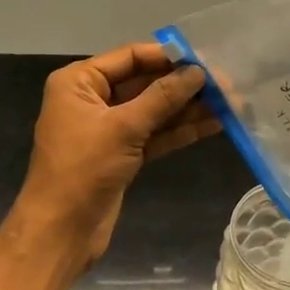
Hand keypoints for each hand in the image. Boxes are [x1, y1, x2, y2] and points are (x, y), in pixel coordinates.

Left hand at [14, 43, 219, 269]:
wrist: (60, 232)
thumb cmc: (83, 169)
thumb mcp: (124, 128)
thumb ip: (162, 97)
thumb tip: (198, 72)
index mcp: (79, 82)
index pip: (130, 57)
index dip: (168, 56)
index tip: (205, 58)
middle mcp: (92, 99)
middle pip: (144, 82)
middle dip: (183, 84)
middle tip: (226, 84)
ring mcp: (108, 128)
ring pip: (153, 110)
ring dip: (187, 108)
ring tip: (229, 104)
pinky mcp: (122, 154)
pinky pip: (154, 134)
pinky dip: (180, 130)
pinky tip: (213, 125)